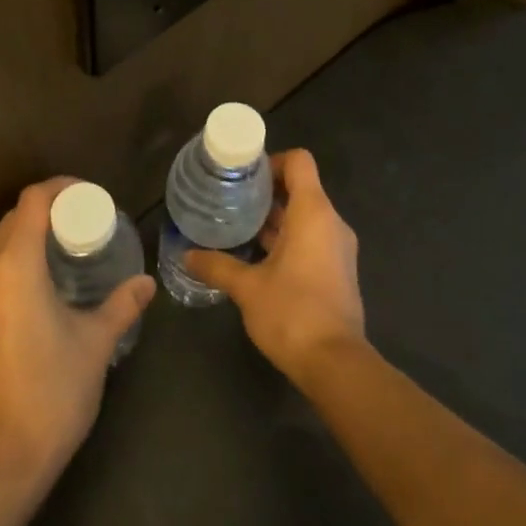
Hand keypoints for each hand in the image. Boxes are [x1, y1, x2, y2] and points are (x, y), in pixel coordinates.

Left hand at [0, 178, 155, 490]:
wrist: (0, 462)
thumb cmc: (54, 391)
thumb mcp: (96, 343)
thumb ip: (121, 305)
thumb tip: (145, 284)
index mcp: (13, 266)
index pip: (31, 202)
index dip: (58, 189)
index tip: (83, 195)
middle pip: (7, 223)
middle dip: (40, 217)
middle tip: (73, 229)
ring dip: (17, 246)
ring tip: (49, 261)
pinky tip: (22, 304)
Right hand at [184, 149, 365, 385]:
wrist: (335, 364)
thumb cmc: (292, 313)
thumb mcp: (247, 287)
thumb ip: (217, 265)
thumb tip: (187, 255)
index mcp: (313, 213)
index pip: (299, 162)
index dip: (272, 161)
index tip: (243, 176)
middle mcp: (331, 223)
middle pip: (301, 188)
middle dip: (266, 192)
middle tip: (231, 200)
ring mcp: (338, 248)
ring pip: (305, 217)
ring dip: (275, 218)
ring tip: (238, 226)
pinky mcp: (338, 271)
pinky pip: (312, 239)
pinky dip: (287, 239)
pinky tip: (257, 256)